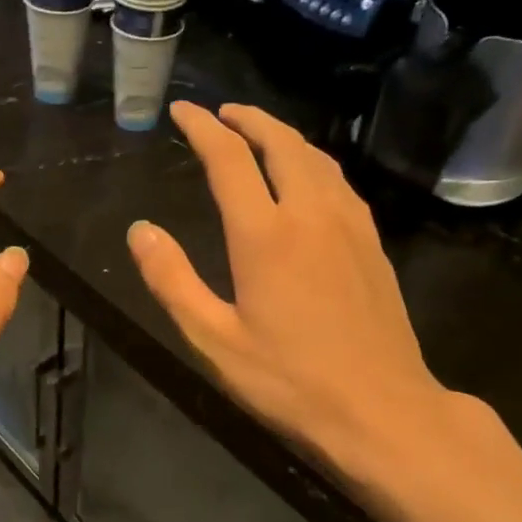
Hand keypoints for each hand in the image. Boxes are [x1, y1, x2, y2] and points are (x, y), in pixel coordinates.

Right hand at [127, 102, 455, 484]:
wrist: (382, 410)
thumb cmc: (289, 381)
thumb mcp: (214, 340)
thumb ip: (172, 281)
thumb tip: (140, 230)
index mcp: (265, 234)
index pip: (229, 159)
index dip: (202, 128)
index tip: (182, 111)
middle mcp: (311, 214)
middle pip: (281, 143)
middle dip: (248, 119)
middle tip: (221, 113)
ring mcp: (350, 226)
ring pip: (316, 158)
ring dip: (283, 136)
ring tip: (258, 134)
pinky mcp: (373, 244)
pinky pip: (339, 182)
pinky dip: (313, 162)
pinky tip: (307, 178)